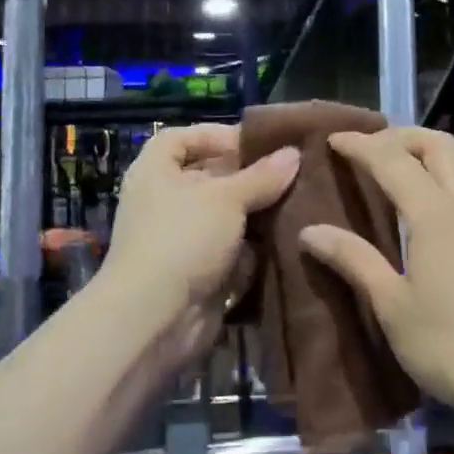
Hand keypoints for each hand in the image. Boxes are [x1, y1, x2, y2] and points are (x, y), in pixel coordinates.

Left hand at [100, 124, 299, 360]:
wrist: (155, 317)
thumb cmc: (183, 238)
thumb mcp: (227, 198)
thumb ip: (262, 176)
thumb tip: (293, 154)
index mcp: (156, 171)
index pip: (181, 138)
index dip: (216, 136)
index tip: (256, 145)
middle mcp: (164, 200)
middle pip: (209, 177)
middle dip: (248, 177)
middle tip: (291, 174)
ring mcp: (180, 238)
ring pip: (224, 216)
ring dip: (256, 213)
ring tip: (298, 204)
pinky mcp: (197, 271)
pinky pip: (230, 249)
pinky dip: (253, 246)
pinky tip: (287, 239)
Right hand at [299, 127, 453, 421]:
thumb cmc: (448, 346)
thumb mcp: (391, 305)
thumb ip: (353, 259)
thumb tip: (310, 230)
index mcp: (436, 215)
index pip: (392, 161)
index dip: (361, 145)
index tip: (332, 139)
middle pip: (438, 146)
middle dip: (401, 136)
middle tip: (368, 148)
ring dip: (427, 153)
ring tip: (396, 168)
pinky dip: (445, 177)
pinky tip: (429, 207)